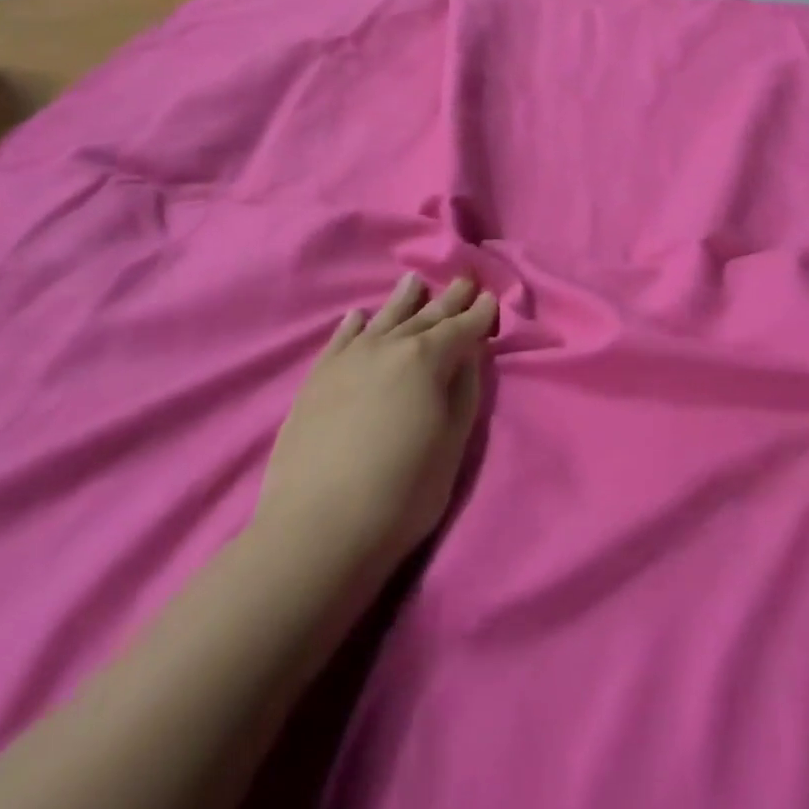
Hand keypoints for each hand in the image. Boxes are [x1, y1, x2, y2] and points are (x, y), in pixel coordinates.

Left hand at [256, 275, 496, 578]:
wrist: (317, 528)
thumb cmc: (401, 493)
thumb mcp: (452, 445)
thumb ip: (464, 392)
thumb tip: (470, 354)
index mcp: (427, 359)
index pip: (461, 328)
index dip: (479, 314)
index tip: (491, 299)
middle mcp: (388, 346)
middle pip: (426, 316)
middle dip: (449, 299)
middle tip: (464, 280)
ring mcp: (349, 359)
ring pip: (383, 318)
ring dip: (403, 299)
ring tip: (414, 280)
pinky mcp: (318, 378)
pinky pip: (341, 338)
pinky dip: (355, 324)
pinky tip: (359, 316)